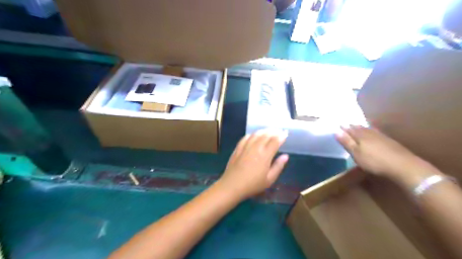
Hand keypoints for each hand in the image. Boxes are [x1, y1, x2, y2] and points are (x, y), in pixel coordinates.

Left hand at [219, 129, 287, 200]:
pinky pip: (246, 137)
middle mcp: (256, 147)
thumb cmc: (253, 184)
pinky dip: (252, 134)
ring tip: (268, 131)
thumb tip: (286, 156)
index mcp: (265, 155)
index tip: (285, 133)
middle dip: (274, 131)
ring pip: (256, 134)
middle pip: (266, 135)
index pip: (275, 141)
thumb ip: (278, 166)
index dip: (281, 136)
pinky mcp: (238, 148)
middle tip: (278, 130)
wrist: (232, 185)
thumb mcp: (269, 179)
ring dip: (263, 131)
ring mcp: (246, 146)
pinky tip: (253, 135)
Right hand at [334, 125, 426, 179]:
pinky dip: (371, 131)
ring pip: (368, 129)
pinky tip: (373, 132)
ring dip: (362, 127)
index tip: (338, 125)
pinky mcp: (389, 141)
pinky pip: (376, 132)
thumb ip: (347, 142)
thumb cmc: (374, 161)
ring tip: (357, 126)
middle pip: (359, 128)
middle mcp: (370, 133)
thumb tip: (336, 131)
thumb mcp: (356, 154)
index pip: (350, 129)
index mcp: (360, 136)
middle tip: (347, 124)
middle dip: (352, 126)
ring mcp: (381, 136)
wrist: (403, 166)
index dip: (344, 128)